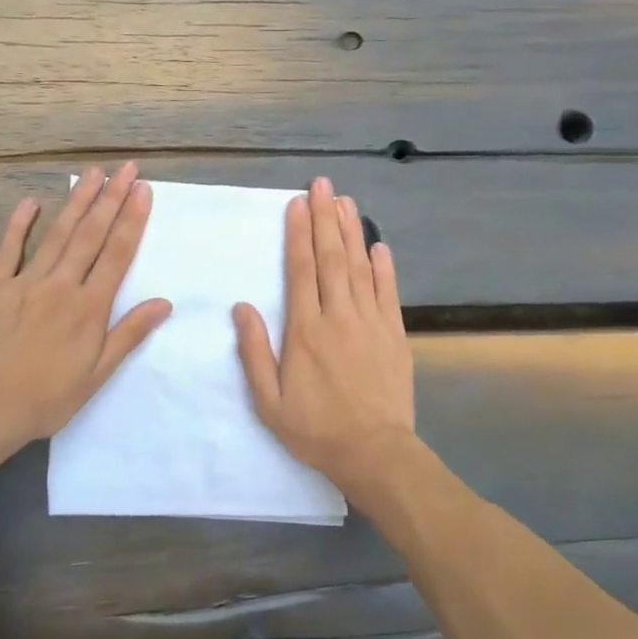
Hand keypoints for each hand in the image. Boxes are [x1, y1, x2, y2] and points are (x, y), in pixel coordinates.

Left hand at [0, 164, 171, 448]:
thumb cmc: (49, 396)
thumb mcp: (98, 372)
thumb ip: (129, 333)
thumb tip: (164, 302)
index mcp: (90, 306)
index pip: (117, 254)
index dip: (132, 220)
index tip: (143, 190)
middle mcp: (62, 285)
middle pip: (90, 234)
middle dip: (111, 199)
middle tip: (125, 169)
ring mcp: (26, 282)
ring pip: (57, 234)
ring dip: (77, 202)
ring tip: (92, 174)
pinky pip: (9, 250)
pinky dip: (20, 225)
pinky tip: (31, 202)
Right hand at [233, 177, 416, 500]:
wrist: (374, 453)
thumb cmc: (315, 429)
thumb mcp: (269, 401)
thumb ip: (254, 352)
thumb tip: (242, 307)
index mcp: (305, 330)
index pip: (301, 270)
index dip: (298, 234)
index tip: (297, 204)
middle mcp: (338, 317)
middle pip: (331, 258)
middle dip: (325, 218)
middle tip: (322, 185)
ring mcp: (371, 323)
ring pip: (359, 267)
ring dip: (351, 232)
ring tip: (344, 201)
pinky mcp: (395, 334)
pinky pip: (388, 293)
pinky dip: (384, 267)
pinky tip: (379, 245)